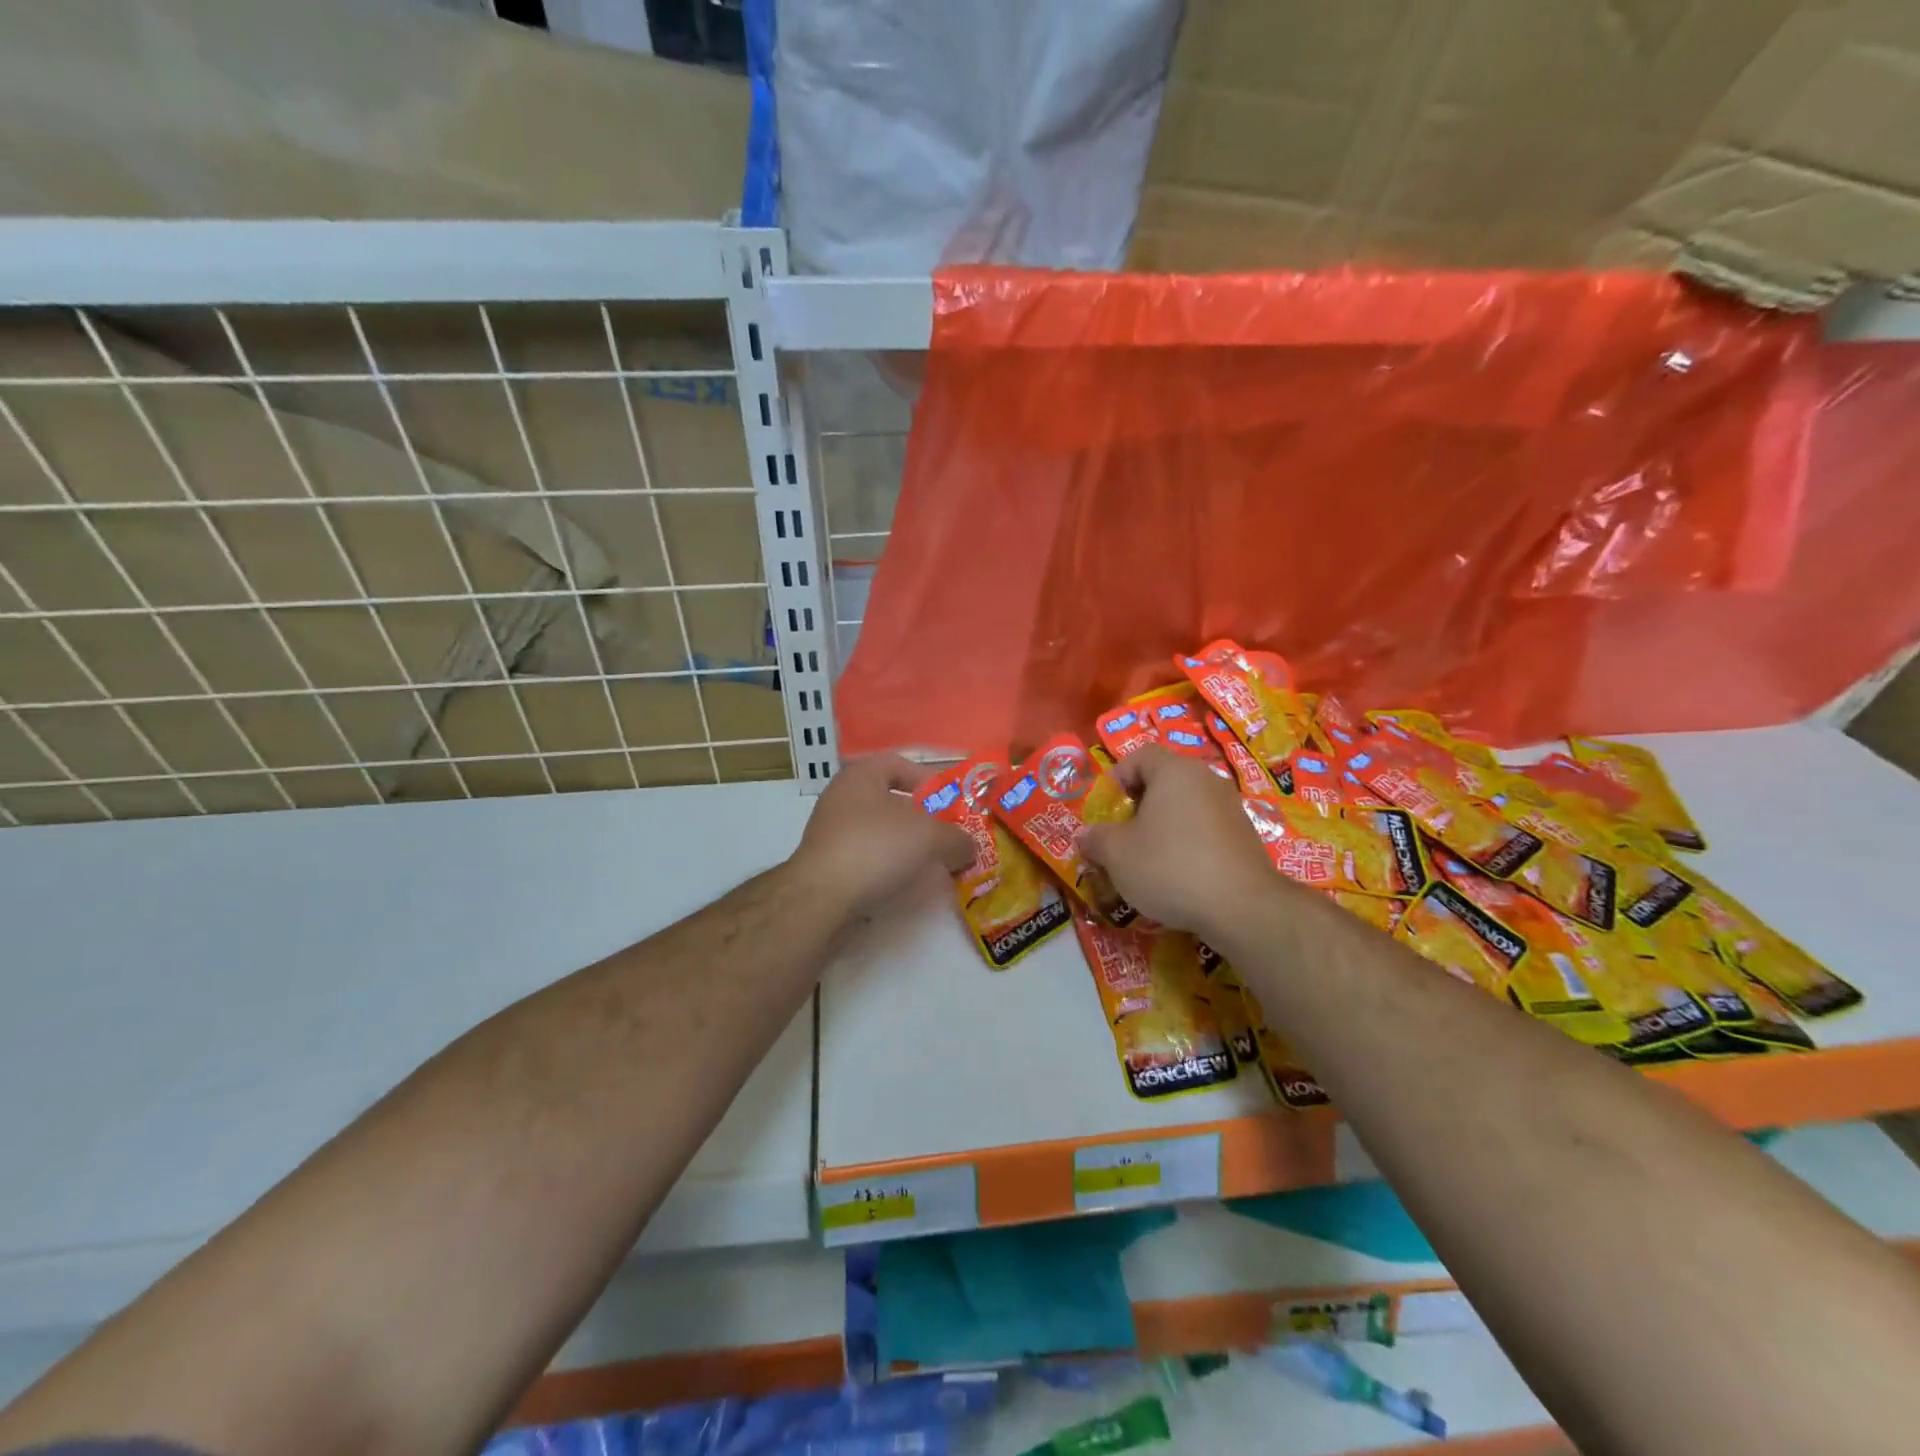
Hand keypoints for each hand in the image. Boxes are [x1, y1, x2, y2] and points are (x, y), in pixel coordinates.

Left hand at [790, 753, 975, 918]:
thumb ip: (957, 838)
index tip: (951, 802)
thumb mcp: (930, 837)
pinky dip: (889, 866)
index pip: (900, 764)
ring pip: (881, 831)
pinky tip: (906, 882)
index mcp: (861, 775)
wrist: (820, 898)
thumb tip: (969, 847)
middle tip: (949, 835)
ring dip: (908, 845)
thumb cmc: (876, 848)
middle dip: (923, 818)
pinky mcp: (828, 865)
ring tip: (934, 862)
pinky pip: (868, 857)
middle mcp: (842, 797)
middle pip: (892, 800)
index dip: (929, 780)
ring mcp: (831, 832)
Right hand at [1080, 747, 1279, 939]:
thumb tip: (1085, 835)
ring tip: (1146, 860)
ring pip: (1185, 807)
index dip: (1117, 777)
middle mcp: (1206, 779)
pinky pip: (1205, 829)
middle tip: (1121, 835)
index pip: (1140, 755)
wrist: (1242, 907)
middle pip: (1164, 781)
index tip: (1107, 808)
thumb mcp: (1117, 854)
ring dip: (1162, 827)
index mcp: (1175, 771)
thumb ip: (1096, 839)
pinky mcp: (1245, 836)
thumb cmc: (1170, 866)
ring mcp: (1230, 807)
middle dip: (1138, 806)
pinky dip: (1186, 843)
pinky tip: (1178, 875)